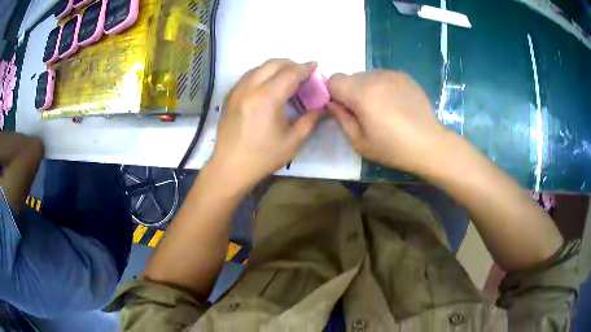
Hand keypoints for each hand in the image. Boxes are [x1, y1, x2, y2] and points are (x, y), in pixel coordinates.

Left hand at [209, 59, 321, 189]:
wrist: (230, 167)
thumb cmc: (263, 157)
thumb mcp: (293, 141)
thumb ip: (310, 120)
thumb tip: (322, 107)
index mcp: (267, 97)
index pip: (290, 73)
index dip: (305, 68)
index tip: (315, 66)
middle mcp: (250, 87)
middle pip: (273, 64)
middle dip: (291, 64)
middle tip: (302, 72)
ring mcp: (237, 90)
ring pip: (259, 67)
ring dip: (275, 67)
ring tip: (287, 78)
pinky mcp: (230, 96)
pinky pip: (248, 76)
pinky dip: (262, 74)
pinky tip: (268, 86)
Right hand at [328, 70, 448, 174]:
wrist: (429, 144)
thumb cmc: (393, 148)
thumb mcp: (359, 142)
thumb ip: (341, 118)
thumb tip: (332, 103)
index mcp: (362, 93)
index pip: (334, 79)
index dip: (334, 93)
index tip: (344, 109)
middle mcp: (376, 77)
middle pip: (351, 77)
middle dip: (352, 92)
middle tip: (366, 113)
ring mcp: (392, 74)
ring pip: (368, 76)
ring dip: (368, 88)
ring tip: (384, 108)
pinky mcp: (405, 76)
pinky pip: (384, 76)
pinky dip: (383, 86)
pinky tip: (396, 104)